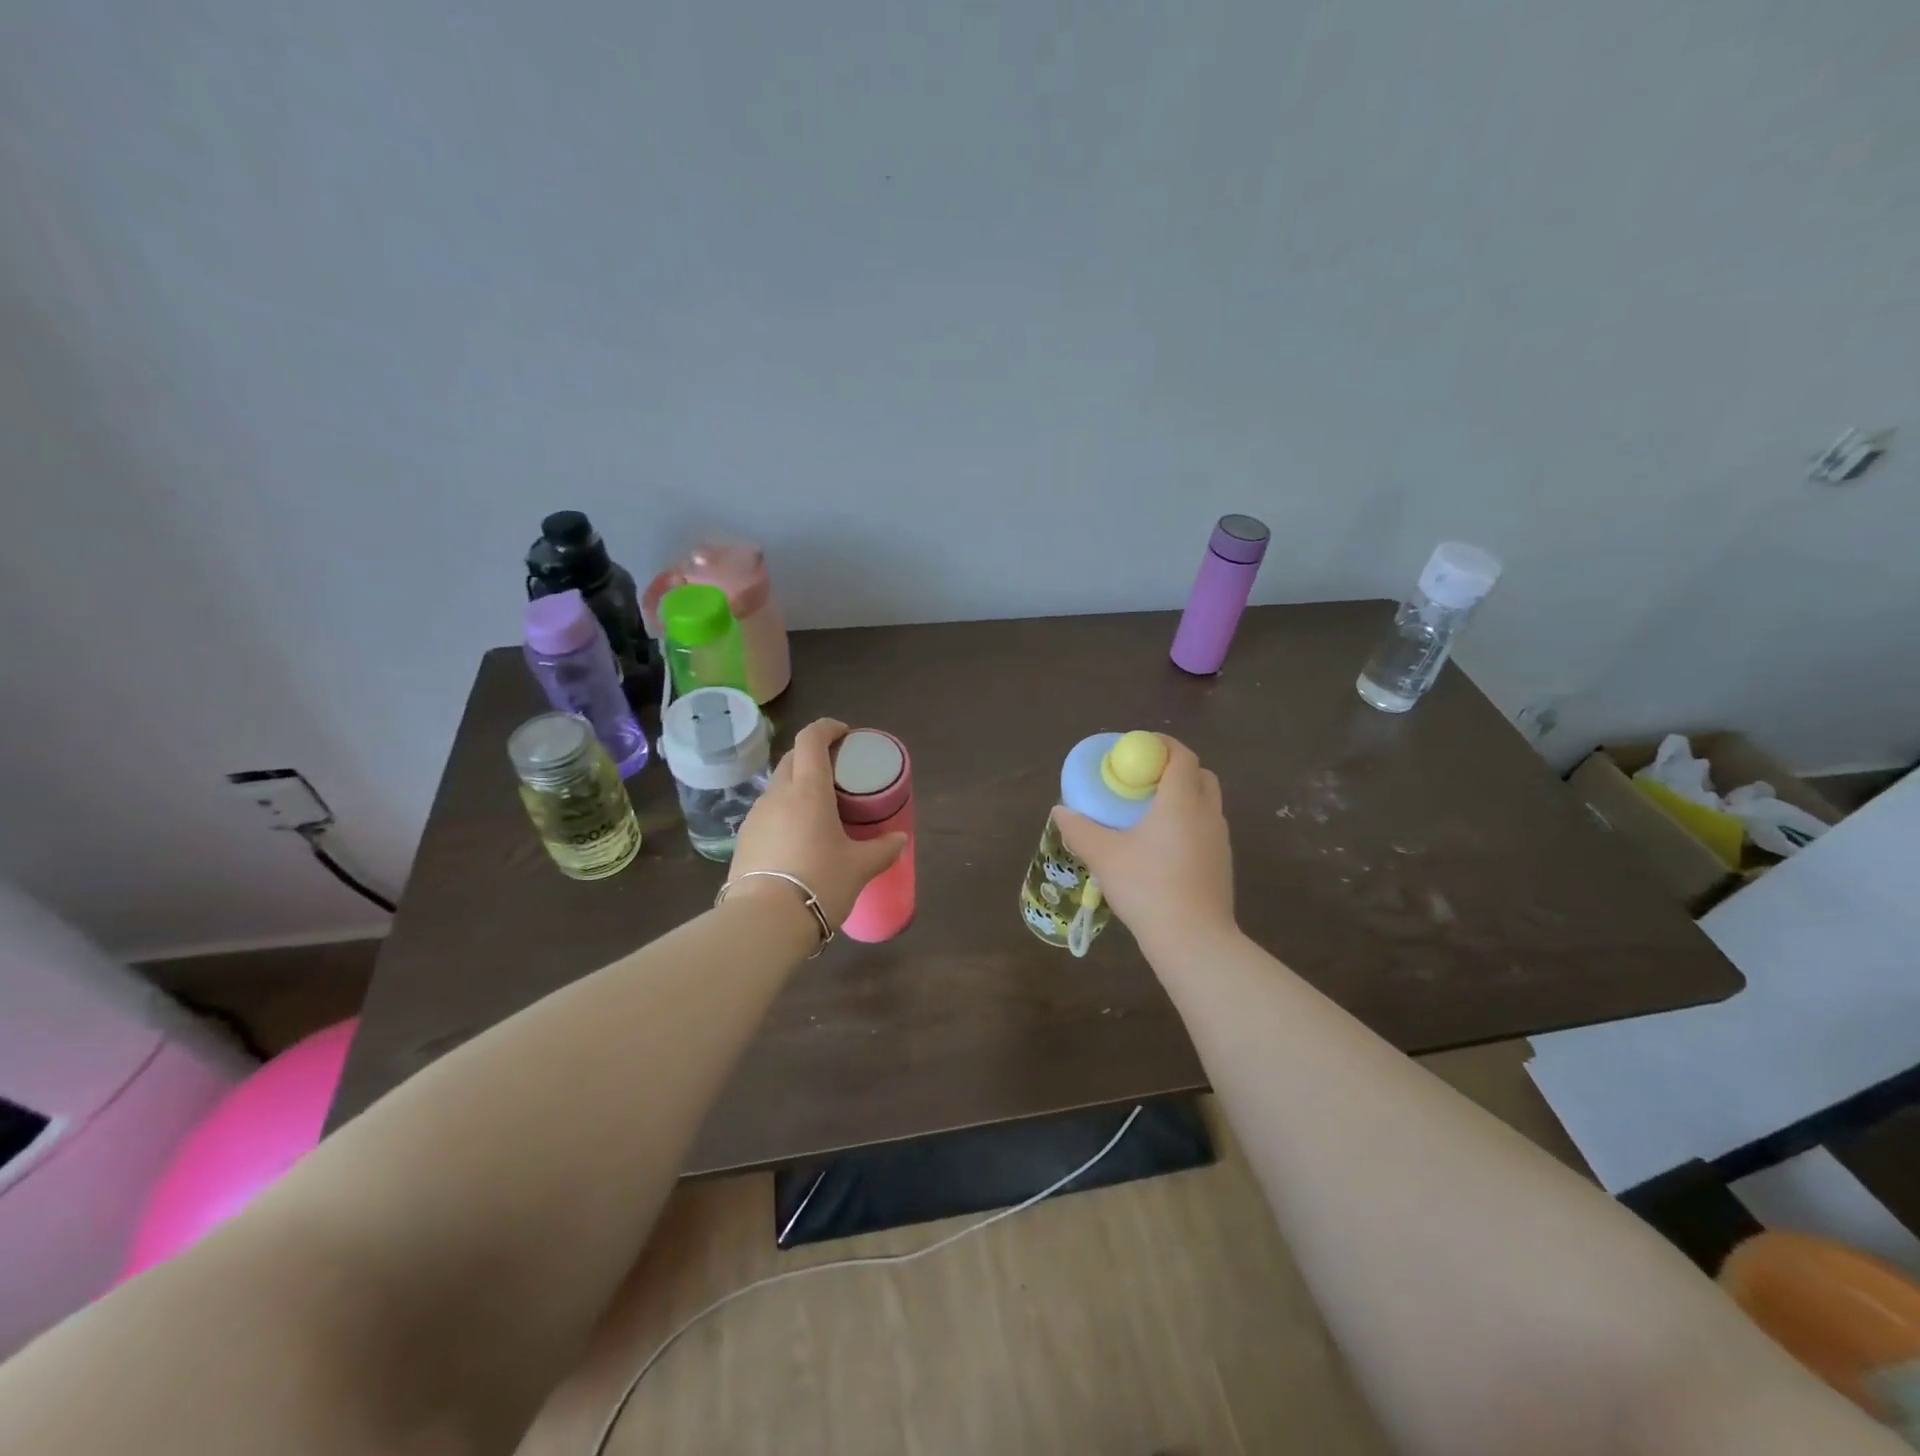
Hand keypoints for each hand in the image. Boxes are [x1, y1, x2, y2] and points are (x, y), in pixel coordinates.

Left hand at [728, 719, 906, 927]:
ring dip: (796, 784)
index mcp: (808, 790)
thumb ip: (882, 849)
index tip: (844, 733)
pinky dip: (784, 811)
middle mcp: (778, 794)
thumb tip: (900, 839)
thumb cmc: (820, 882)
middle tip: (836, 771)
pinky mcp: (743, 839)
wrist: (764, 921)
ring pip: (777, 786)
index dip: (827, 728)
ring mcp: (756, 816)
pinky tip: (797, 836)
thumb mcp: (860, 867)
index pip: (811, 739)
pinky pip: (767, 812)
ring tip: (818, 807)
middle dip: (813, 754)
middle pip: (792, 758)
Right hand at [1053, 736, 1234, 942]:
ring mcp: (1220, 840)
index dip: (1161, 745)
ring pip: (1206, 804)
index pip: (1181, 756)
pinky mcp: (1222, 864)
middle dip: (1174, 768)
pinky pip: (1206, 829)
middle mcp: (1207, 813)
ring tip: (1151, 813)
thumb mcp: (1103, 855)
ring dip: (1184, 797)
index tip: (1138, 747)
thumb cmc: (1147, 886)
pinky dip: (1189, 824)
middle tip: (1144, 779)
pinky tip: (1163, 847)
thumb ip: (1080, 829)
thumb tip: (1060, 811)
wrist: (1193, 939)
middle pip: (1200, 775)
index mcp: (1181, 801)